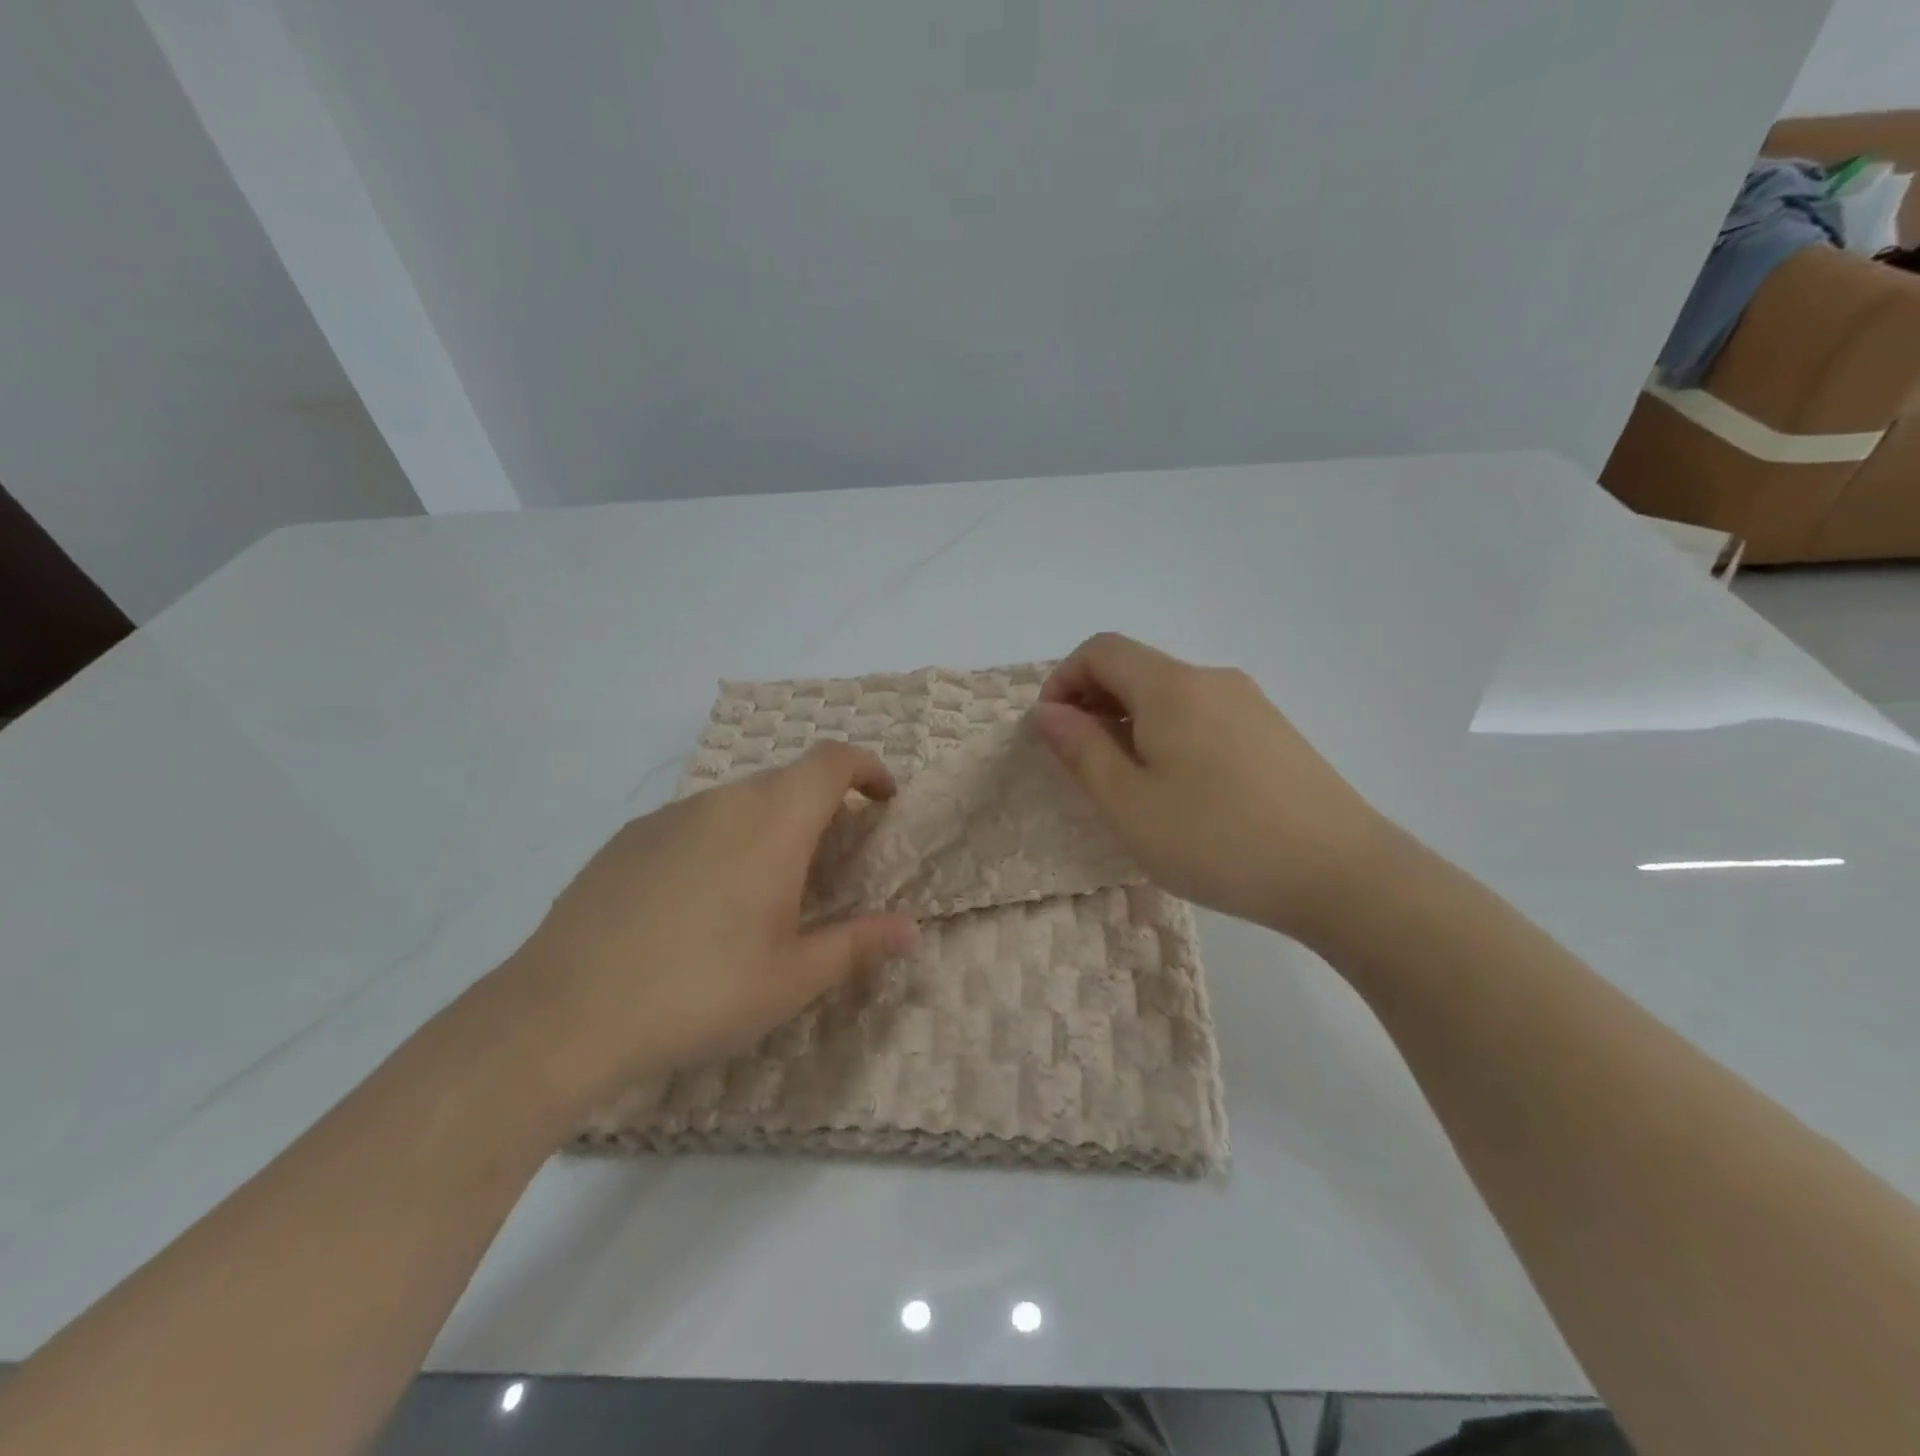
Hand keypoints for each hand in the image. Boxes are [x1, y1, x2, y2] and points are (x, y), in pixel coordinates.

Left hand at [491, 742, 916, 1116]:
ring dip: (769, 825)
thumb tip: (909, 929)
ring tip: (765, 889)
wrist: (562, 1014)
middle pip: (787, 781)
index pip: (833, 761)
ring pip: (738, 801)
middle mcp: (723, 801)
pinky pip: (695, 822)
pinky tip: (699, 903)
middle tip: (831, 862)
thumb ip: (857, 944)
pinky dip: (721, 841)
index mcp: (773, 821)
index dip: (867, 768)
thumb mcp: (792, 979)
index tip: (884, 800)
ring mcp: (669, 816)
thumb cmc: (699, 991)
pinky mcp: (628, 838)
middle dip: (822, 807)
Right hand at [1032, 633, 1386, 940]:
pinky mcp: (1274, 732)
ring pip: (1171, 695)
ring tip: (1130, 783)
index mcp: (1171, 686)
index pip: (1101, 650)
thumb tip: (1048, 711)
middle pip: (1136, 668)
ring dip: (1132, 723)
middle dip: (1094, 703)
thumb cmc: (1217, 839)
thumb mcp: (1129, 804)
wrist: (1342, 874)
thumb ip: (1081, 750)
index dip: (1063, 680)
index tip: (1052, 731)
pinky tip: (1183, 791)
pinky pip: (1204, 716)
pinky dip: (1171, 735)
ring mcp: (1250, 704)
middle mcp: (1211, 679)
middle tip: (1082, 763)